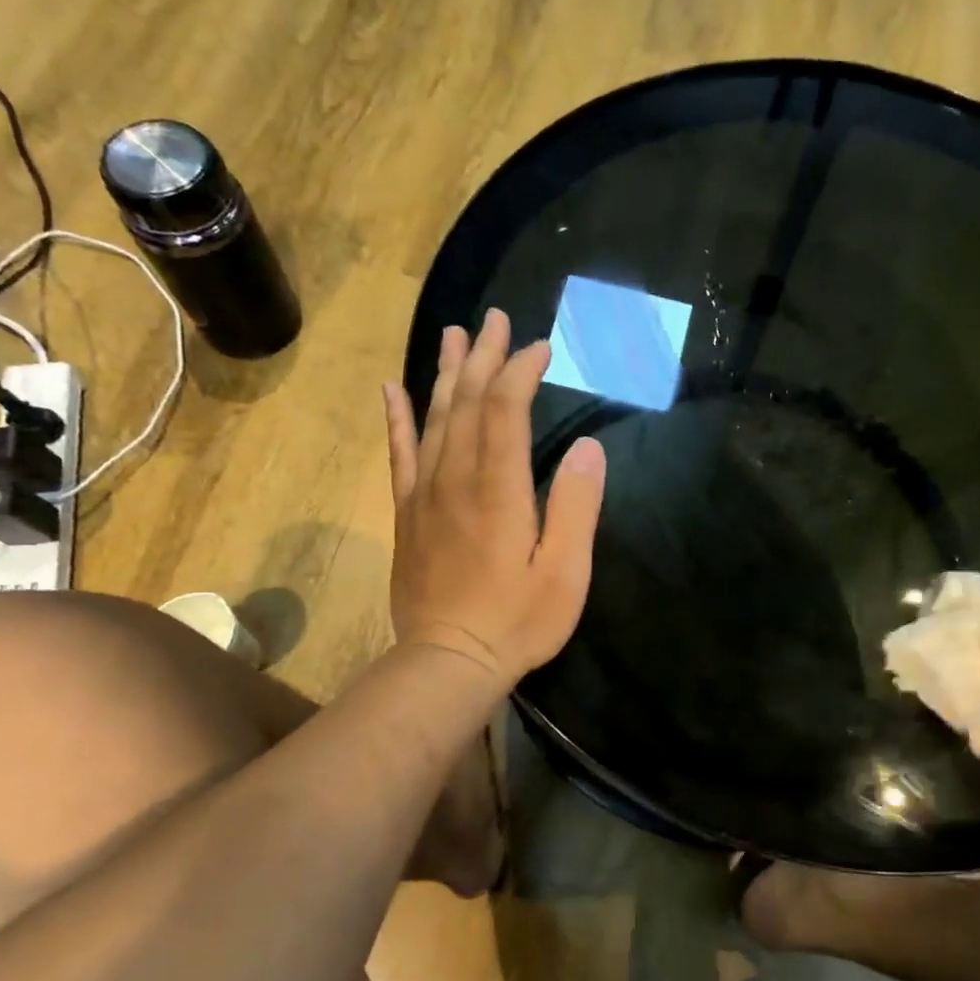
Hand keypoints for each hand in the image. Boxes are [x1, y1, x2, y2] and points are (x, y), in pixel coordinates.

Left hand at [382, 309, 606, 688]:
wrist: (448, 661)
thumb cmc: (517, 621)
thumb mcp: (565, 572)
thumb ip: (576, 507)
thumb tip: (587, 447)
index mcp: (499, 489)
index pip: (505, 409)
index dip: (521, 371)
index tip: (541, 347)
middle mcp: (456, 479)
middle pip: (467, 402)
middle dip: (483, 357)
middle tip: (496, 319)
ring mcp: (425, 494)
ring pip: (433, 419)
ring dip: (445, 373)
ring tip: (453, 334)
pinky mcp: (408, 514)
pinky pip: (399, 454)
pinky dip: (397, 418)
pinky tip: (393, 389)